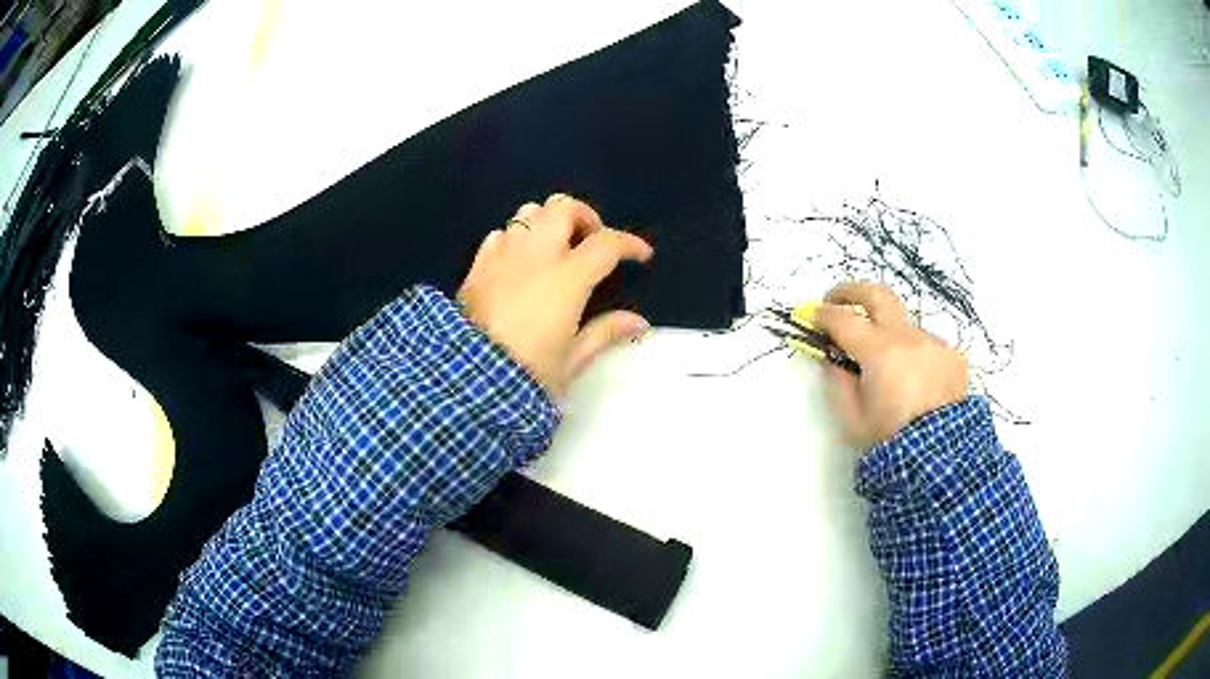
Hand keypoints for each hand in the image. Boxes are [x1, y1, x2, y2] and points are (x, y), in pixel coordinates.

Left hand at [458, 194, 653, 395]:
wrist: (465, 380)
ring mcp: (502, 255)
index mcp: (567, 278)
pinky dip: (517, 238)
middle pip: (563, 208)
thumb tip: (639, 322)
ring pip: (529, 212)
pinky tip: (520, 261)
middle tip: (592, 241)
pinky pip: (501, 233)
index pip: (606, 243)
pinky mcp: (477, 264)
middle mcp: (535, 255)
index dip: (629, 244)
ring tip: (556, 248)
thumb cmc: (526, 373)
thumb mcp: (572, 359)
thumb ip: (605, 332)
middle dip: (585, 216)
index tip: (641, 255)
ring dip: (549, 222)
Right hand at [813, 282, 967, 448]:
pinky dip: (914, 356)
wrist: (940, 458)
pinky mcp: (952, 354)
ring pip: (904, 326)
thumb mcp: (852, 418)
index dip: (824, 315)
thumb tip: (835, 357)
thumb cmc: (890, 440)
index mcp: (879, 352)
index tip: (813, 317)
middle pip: (877, 294)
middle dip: (851, 291)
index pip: (844, 319)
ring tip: (888, 369)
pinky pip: (926, 346)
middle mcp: (908, 337)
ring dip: (888, 336)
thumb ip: (839, 381)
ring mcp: (933, 342)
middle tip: (836, 300)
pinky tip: (916, 383)